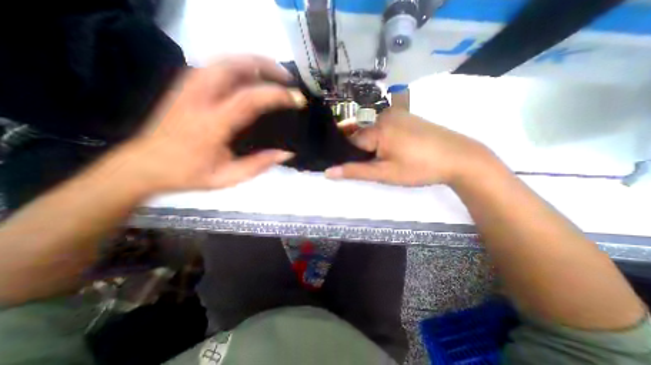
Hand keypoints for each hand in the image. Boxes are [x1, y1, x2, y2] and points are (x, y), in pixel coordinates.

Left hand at [116, 55, 305, 193]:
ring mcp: (188, 86)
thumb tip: (286, 153)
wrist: (144, 165)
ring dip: (253, 62)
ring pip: (224, 60)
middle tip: (287, 78)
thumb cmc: (188, 174)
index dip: (277, 95)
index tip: (297, 99)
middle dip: (266, 66)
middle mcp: (198, 97)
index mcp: (211, 124)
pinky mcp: (184, 85)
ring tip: (274, 74)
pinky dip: (239, 66)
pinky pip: (216, 65)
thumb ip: (259, 165)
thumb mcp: (228, 178)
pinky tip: (251, 77)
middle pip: (234, 65)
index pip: (249, 99)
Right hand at [326, 107, 498, 186]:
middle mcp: (383, 115)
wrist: (460, 158)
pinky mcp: (405, 117)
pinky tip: (387, 150)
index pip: (349, 141)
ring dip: (367, 145)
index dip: (345, 155)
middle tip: (363, 165)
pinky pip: (383, 127)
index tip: (345, 166)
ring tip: (376, 160)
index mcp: (377, 128)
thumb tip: (328, 172)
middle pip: (359, 134)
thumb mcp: (384, 173)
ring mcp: (396, 114)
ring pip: (370, 130)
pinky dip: (378, 138)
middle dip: (356, 150)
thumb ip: (355, 171)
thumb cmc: (419, 167)